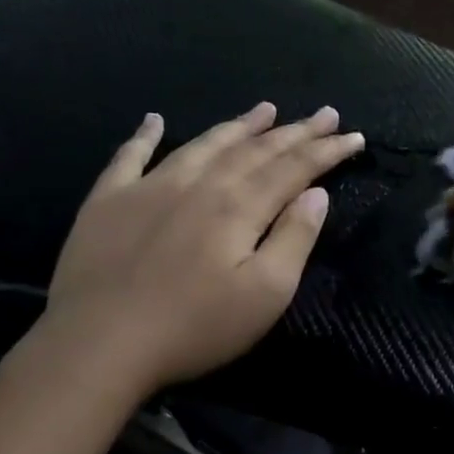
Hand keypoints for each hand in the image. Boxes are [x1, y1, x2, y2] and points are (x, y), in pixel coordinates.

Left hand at [41, 102, 363, 398]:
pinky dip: (145, 135)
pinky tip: (154, 120)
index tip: (353, 136)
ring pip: (204, 145)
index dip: (326, 151)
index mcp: (239, 207)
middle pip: (255, 150)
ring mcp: (149, 187)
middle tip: (324, 113)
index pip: (293, 168)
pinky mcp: (108, 201)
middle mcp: (199, 184)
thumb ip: (294, 239)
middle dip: (294, 131)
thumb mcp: (265, 293)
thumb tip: (315, 194)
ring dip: (238, 126)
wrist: (100, 343)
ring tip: (264, 109)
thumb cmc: (195, 327)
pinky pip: (129, 157)